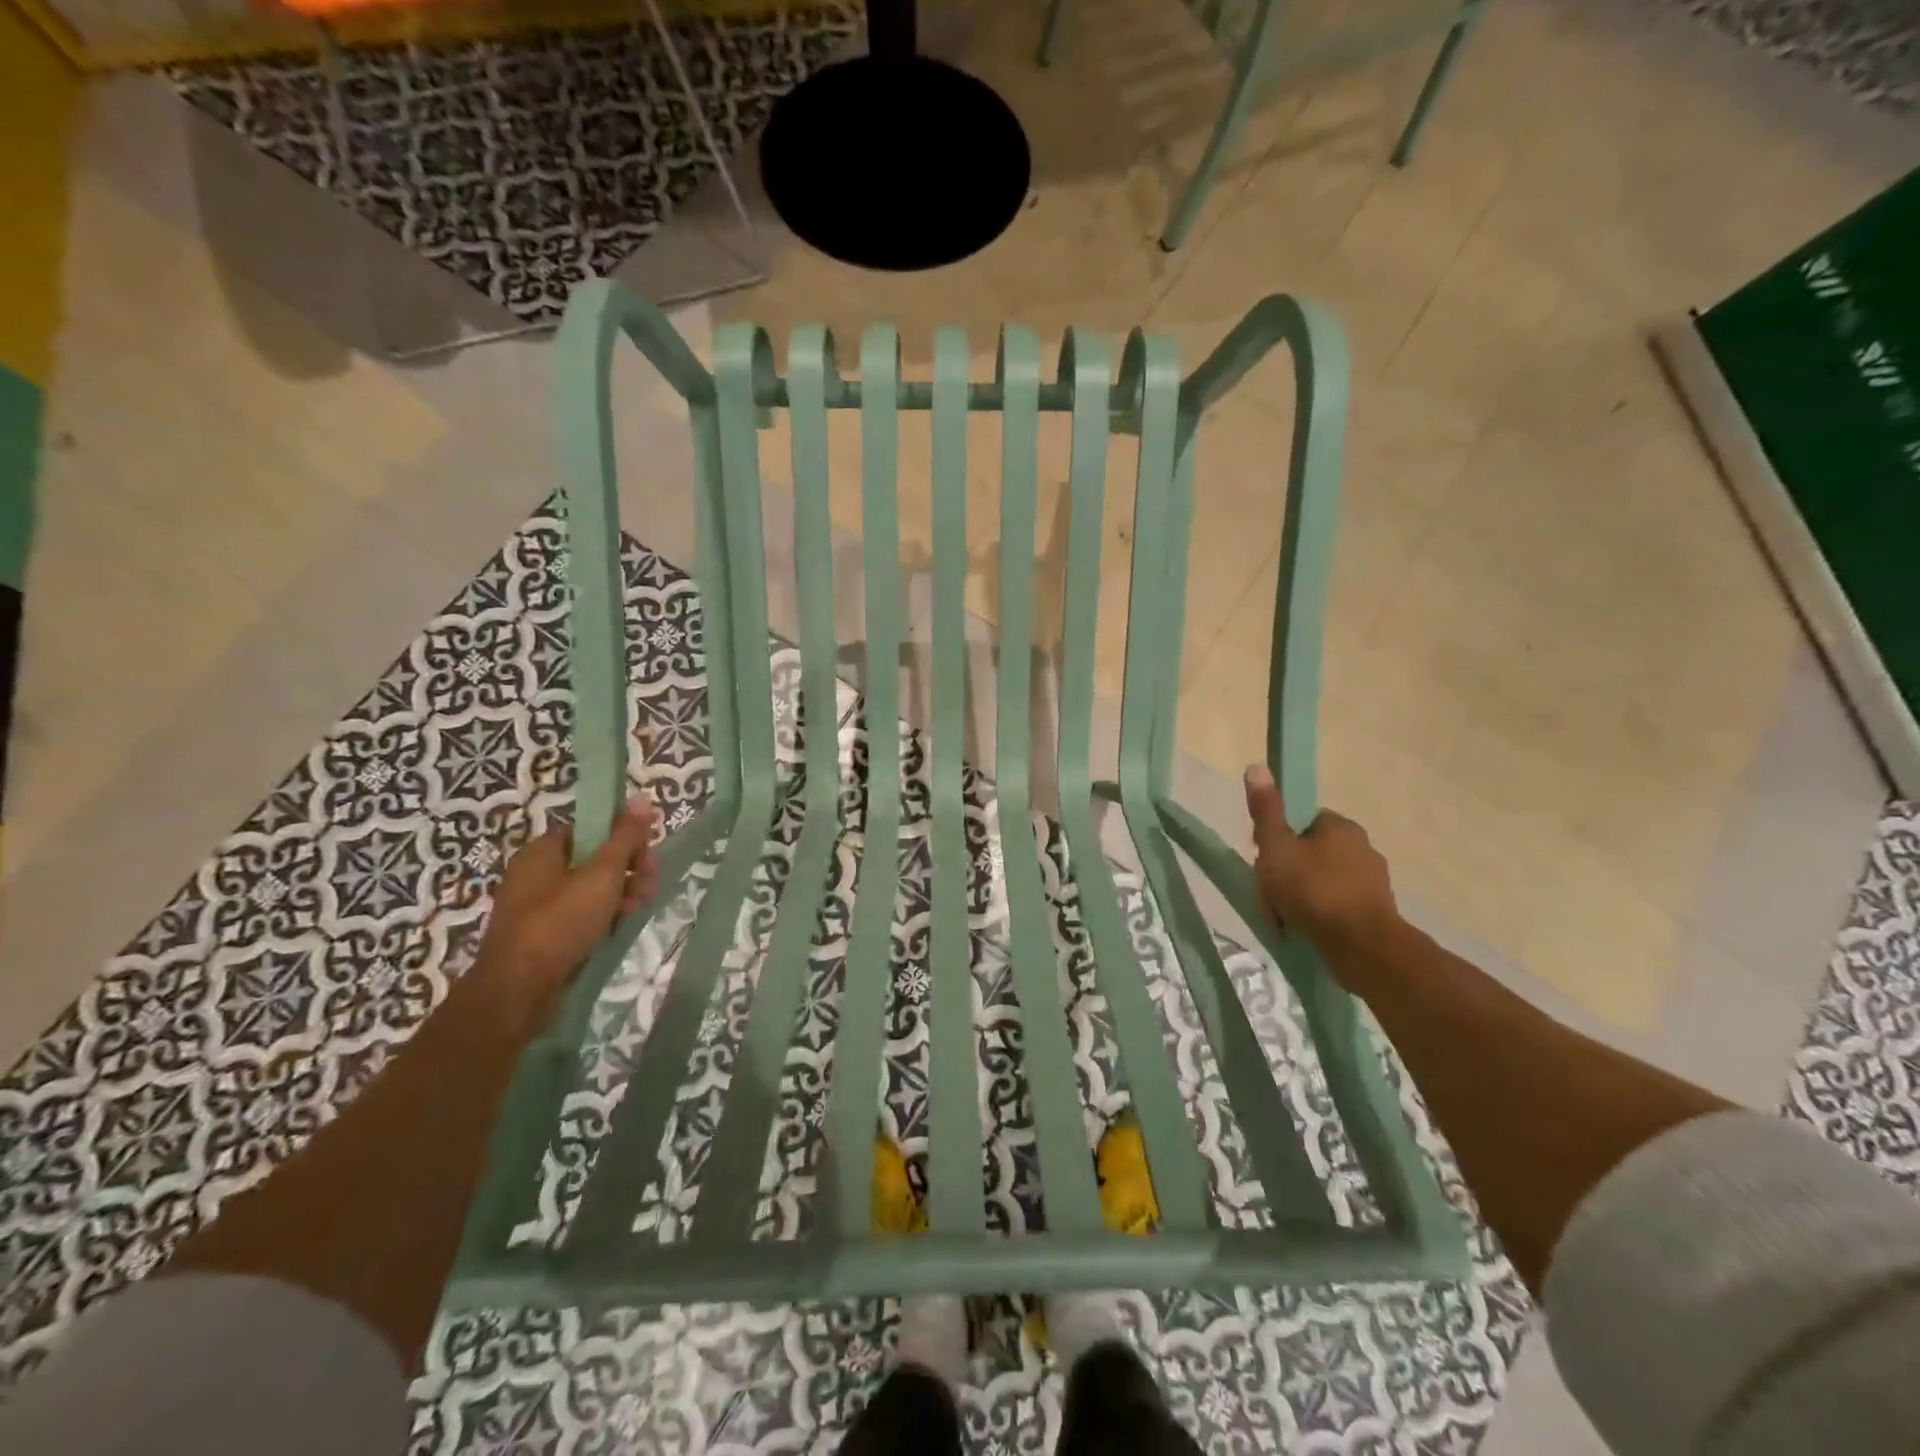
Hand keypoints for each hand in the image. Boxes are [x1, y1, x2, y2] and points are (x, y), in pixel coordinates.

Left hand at [468, 798, 658, 1034]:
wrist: (517, 991)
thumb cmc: (560, 923)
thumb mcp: (602, 875)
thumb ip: (625, 837)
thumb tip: (642, 797)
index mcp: (543, 850)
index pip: (593, 829)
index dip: (624, 839)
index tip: (647, 858)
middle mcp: (535, 872)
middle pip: (595, 858)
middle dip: (628, 869)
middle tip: (648, 887)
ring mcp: (536, 905)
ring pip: (591, 888)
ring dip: (620, 894)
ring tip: (637, 910)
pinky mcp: (541, 934)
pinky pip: (580, 913)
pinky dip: (602, 916)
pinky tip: (618, 927)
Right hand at [1243, 766, 1398, 969]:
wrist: (1362, 947)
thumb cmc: (1313, 890)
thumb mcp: (1276, 847)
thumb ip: (1266, 810)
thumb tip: (1256, 766)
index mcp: (1340, 826)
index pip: (1301, 822)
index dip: (1277, 839)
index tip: (1264, 860)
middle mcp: (1363, 848)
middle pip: (1309, 853)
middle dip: (1286, 873)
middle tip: (1270, 895)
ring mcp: (1373, 882)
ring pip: (1321, 881)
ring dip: (1300, 897)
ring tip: (1283, 919)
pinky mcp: (1376, 912)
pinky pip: (1336, 906)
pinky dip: (1318, 915)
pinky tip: (1304, 931)